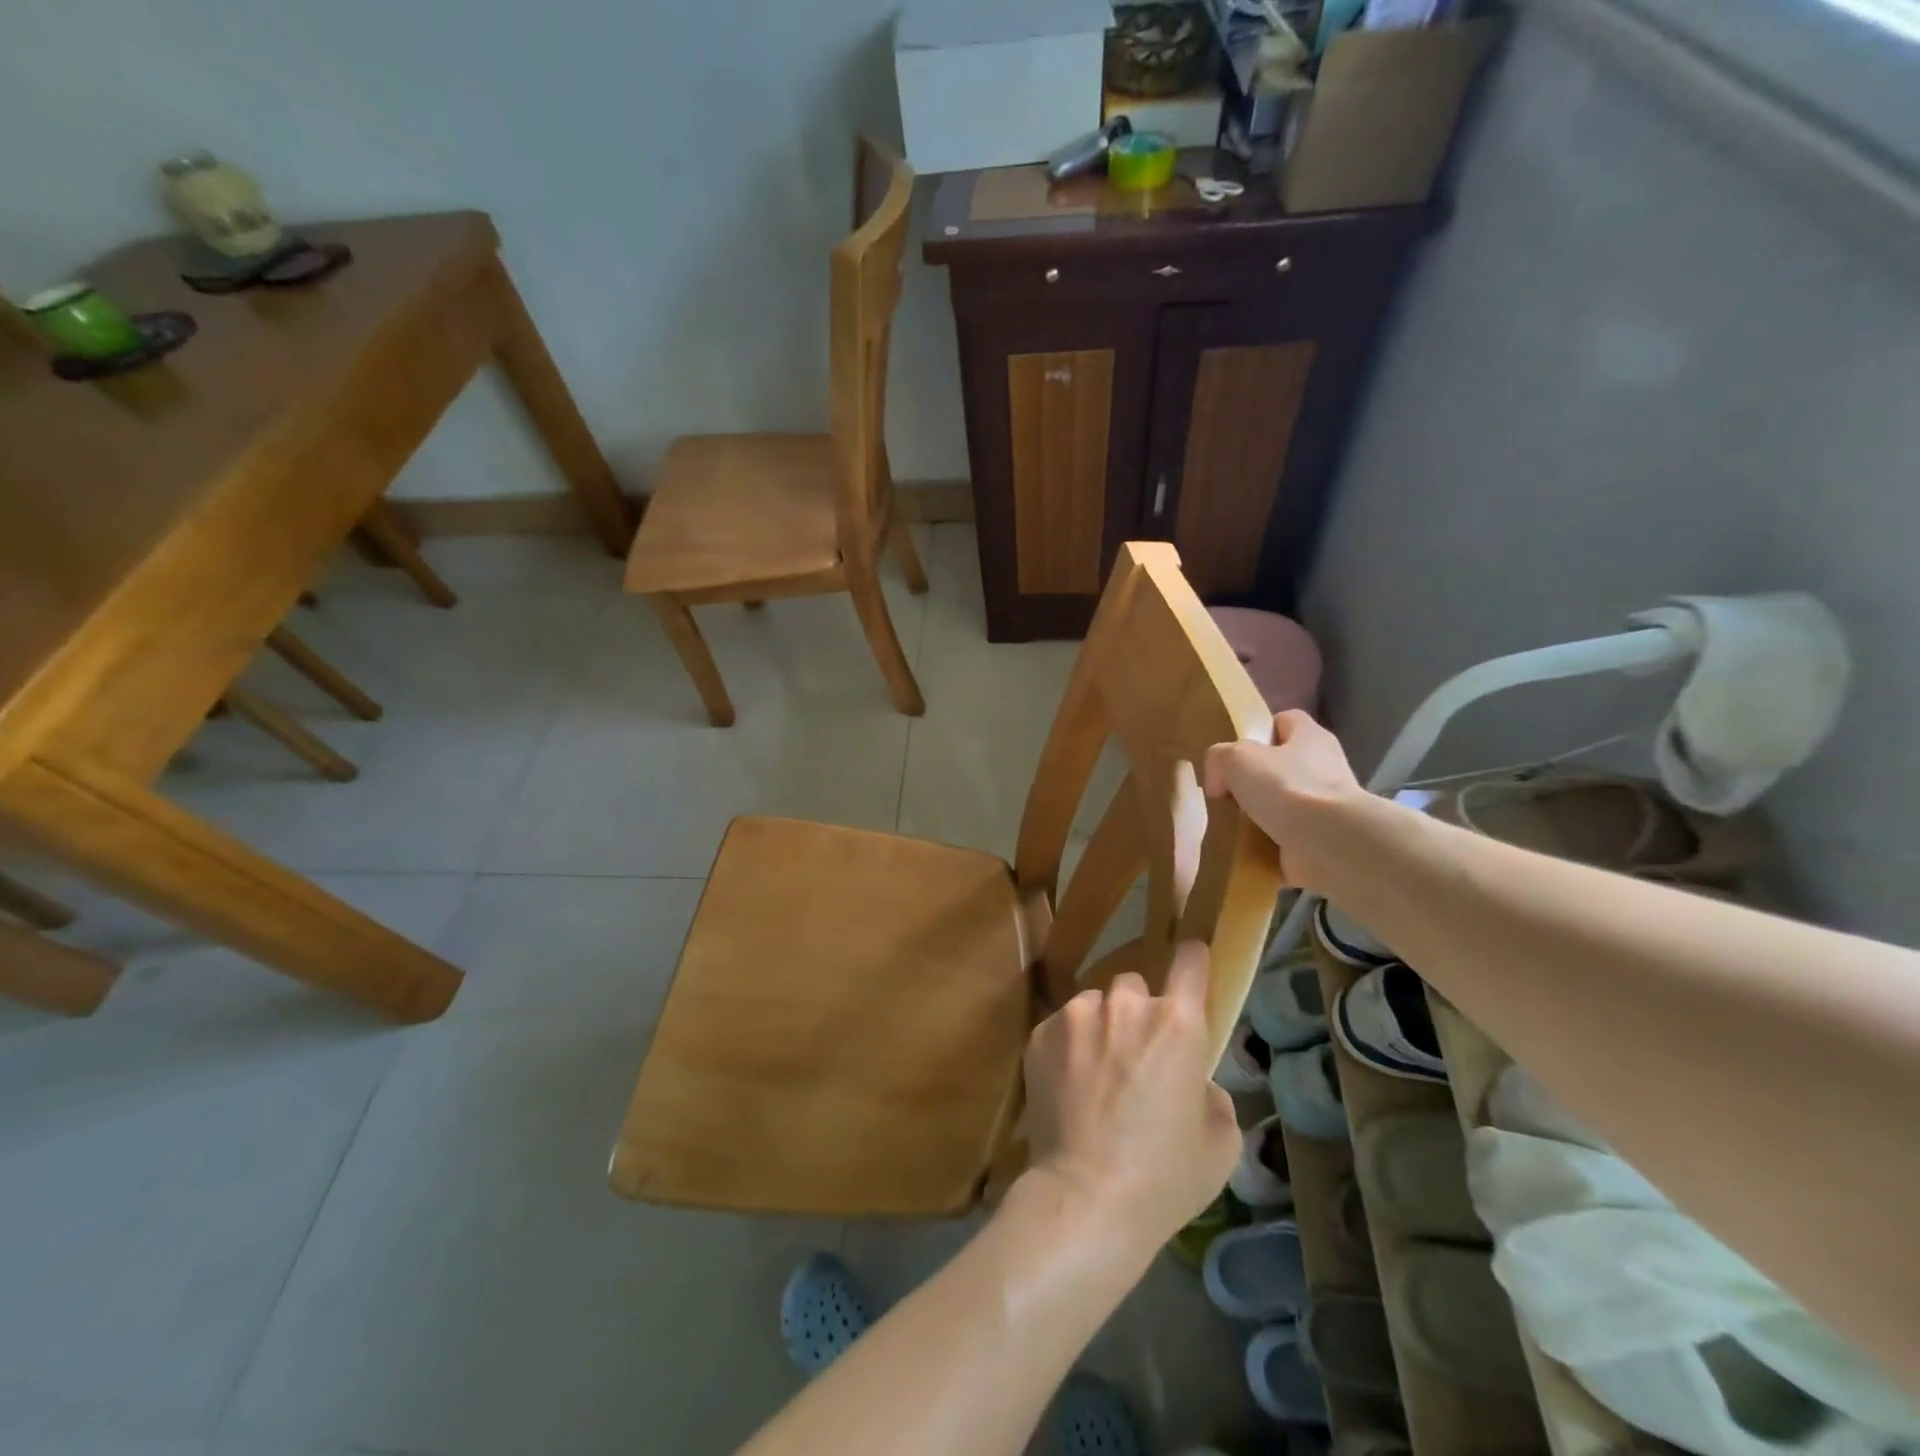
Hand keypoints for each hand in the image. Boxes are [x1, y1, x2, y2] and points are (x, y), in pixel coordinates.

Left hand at [1021, 944, 1239, 1254]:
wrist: (1087, 1197)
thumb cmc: (1165, 1176)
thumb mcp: (1219, 1142)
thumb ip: (1211, 1093)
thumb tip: (1194, 1080)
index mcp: (1177, 1023)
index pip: (1188, 962)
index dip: (1190, 959)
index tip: (1188, 960)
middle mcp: (1125, 1005)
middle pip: (1133, 986)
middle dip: (1137, 1011)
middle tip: (1134, 1054)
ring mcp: (1076, 1015)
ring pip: (1093, 1003)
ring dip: (1099, 1026)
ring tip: (1095, 1073)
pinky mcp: (1040, 1032)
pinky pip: (1061, 1025)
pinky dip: (1068, 1045)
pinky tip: (1068, 1086)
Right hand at [1204, 709, 1365, 890]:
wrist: (1331, 844)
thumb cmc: (1286, 788)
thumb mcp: (1235, 758)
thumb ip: (1219, 759)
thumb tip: (1219, 782)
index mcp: (1311, 737)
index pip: (1286, 720)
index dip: (1260, 731)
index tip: (1236, 752)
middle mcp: (1326, 766)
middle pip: (1284, 764)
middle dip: (1255, 778)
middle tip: (1228, 793)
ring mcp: (1328, 805)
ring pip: (1285, 802)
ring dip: (1261, 814)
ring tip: (1233, 823)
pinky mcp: (1326, 838)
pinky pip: (1289, 836)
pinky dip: (1269, 843)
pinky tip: (1249, 847)